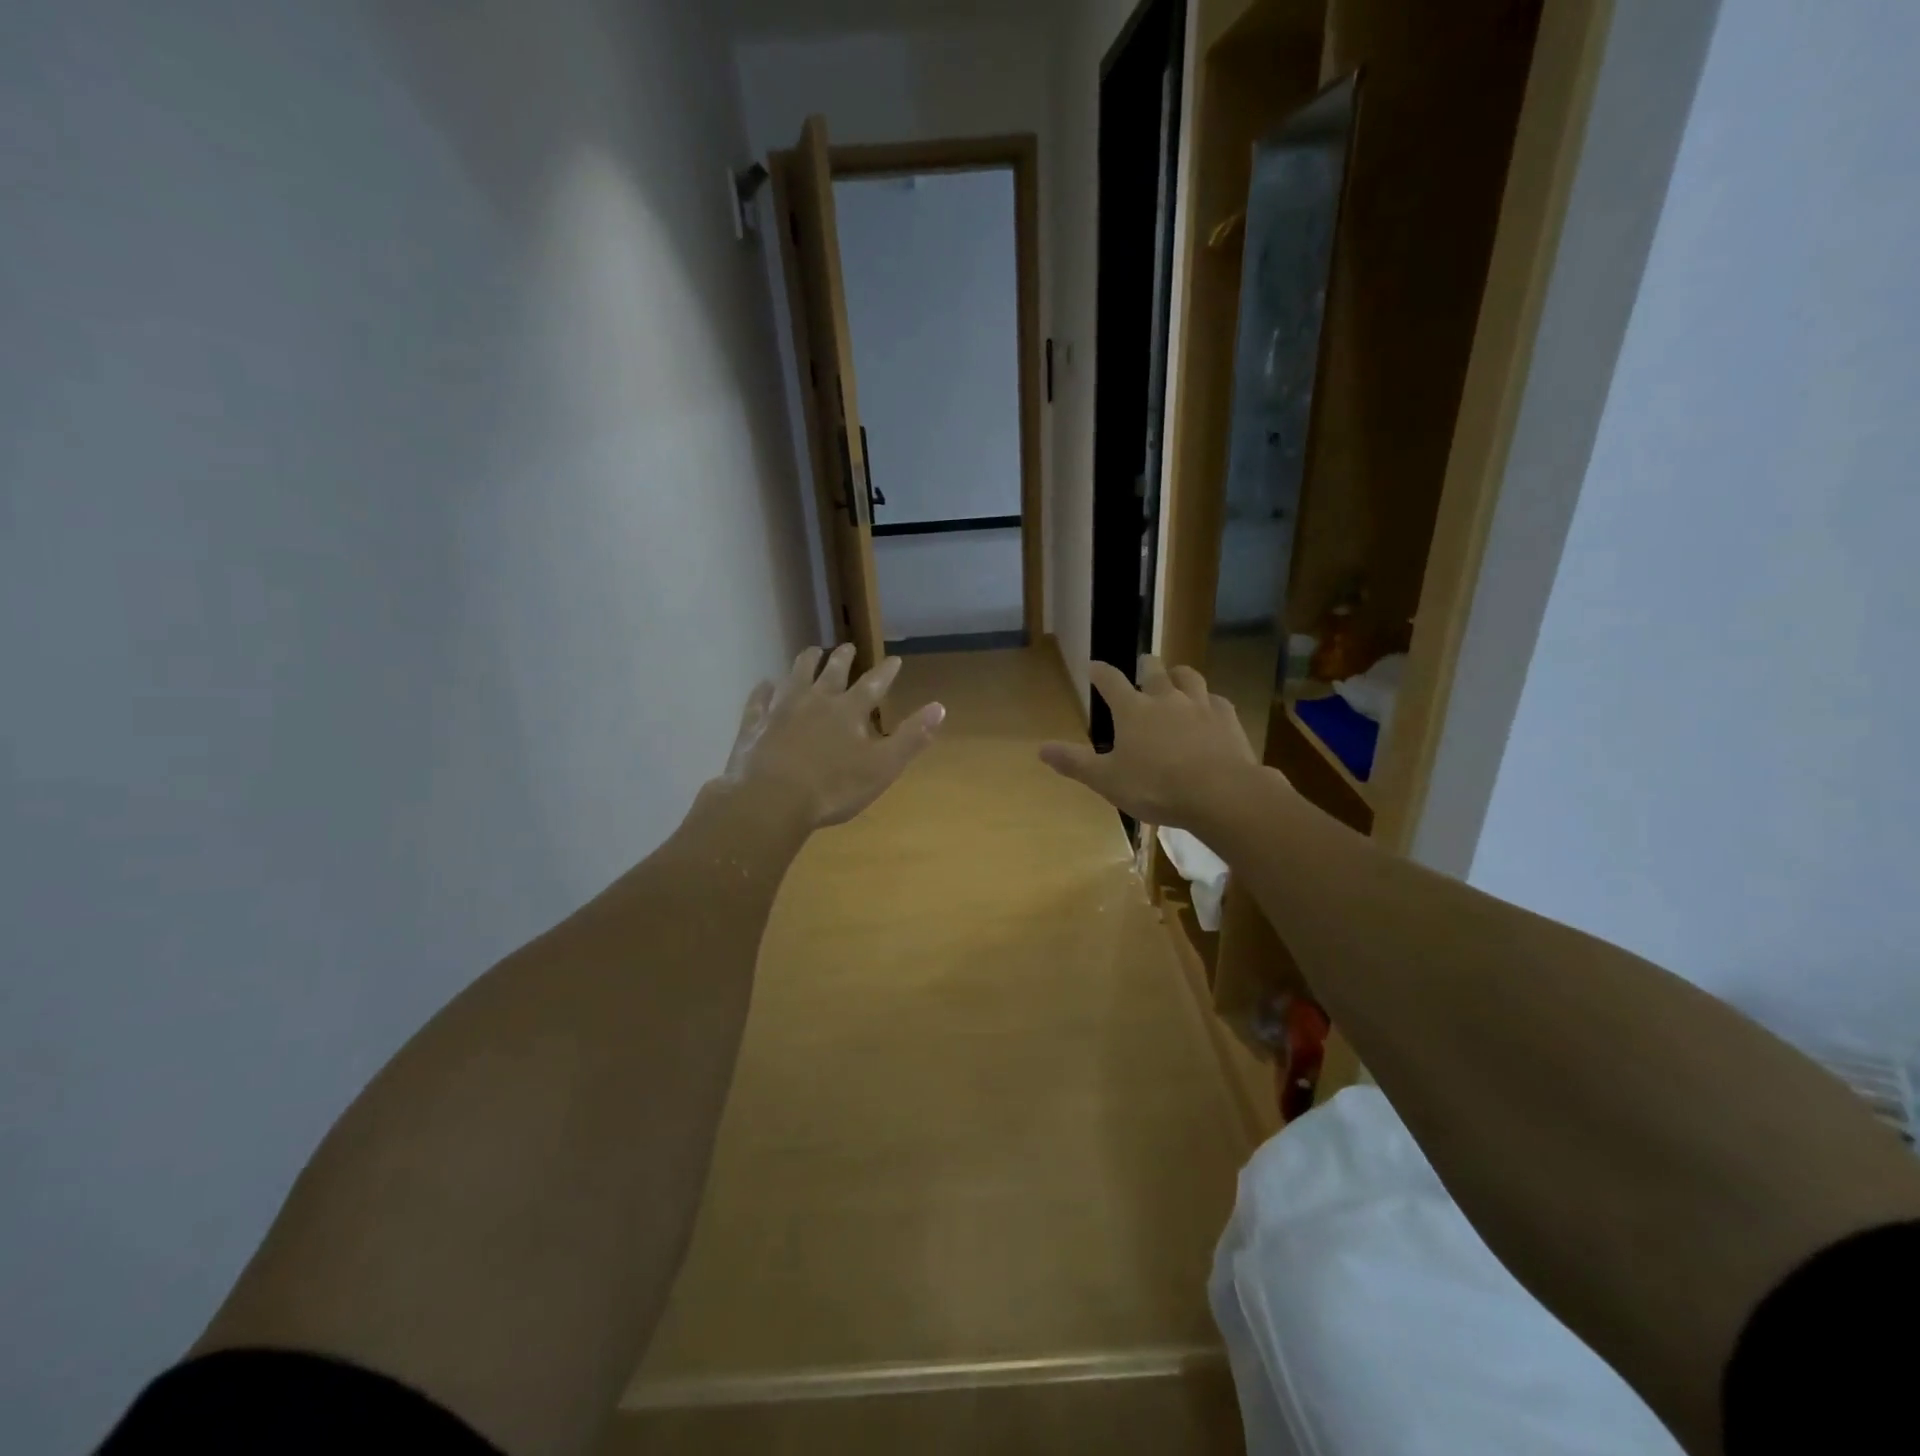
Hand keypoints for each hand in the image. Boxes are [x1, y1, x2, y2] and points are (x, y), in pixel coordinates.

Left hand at [721, 644, 944, 828]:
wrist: (771, 800)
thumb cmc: (833, 788)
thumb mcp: (883, 766)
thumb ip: (911, 737)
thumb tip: (940, 707)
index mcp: (849, 711)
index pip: (873, 684)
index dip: (886, 672)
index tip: (895, 659)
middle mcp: (815, 701)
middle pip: (831, 672)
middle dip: (842, 658)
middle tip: (848, 646)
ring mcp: (781, 710)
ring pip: (795, 676)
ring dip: (805, 662)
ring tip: (811, 651)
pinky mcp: (754, 725)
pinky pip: (759, 700)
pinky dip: (763, 690)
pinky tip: (764, 684)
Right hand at [1039, 655, 1259, 829]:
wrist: (1220, 793)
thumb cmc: (1155, 787)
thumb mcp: (1107, 780)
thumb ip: (1075, 763)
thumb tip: (1041, 749)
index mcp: (1132, 710)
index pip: (1110, 680)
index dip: (1100, 672)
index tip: (1093, 666)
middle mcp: (1166, 698)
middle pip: (1154, 670)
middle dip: (1145, 666)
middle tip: (1143, 665)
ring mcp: (1200, 705)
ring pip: (1189, 677)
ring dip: (1179, 675)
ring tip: (1176, 678)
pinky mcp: (1228, 719)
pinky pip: (1217, 701)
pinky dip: (1209, 702)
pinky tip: (1210, 710)